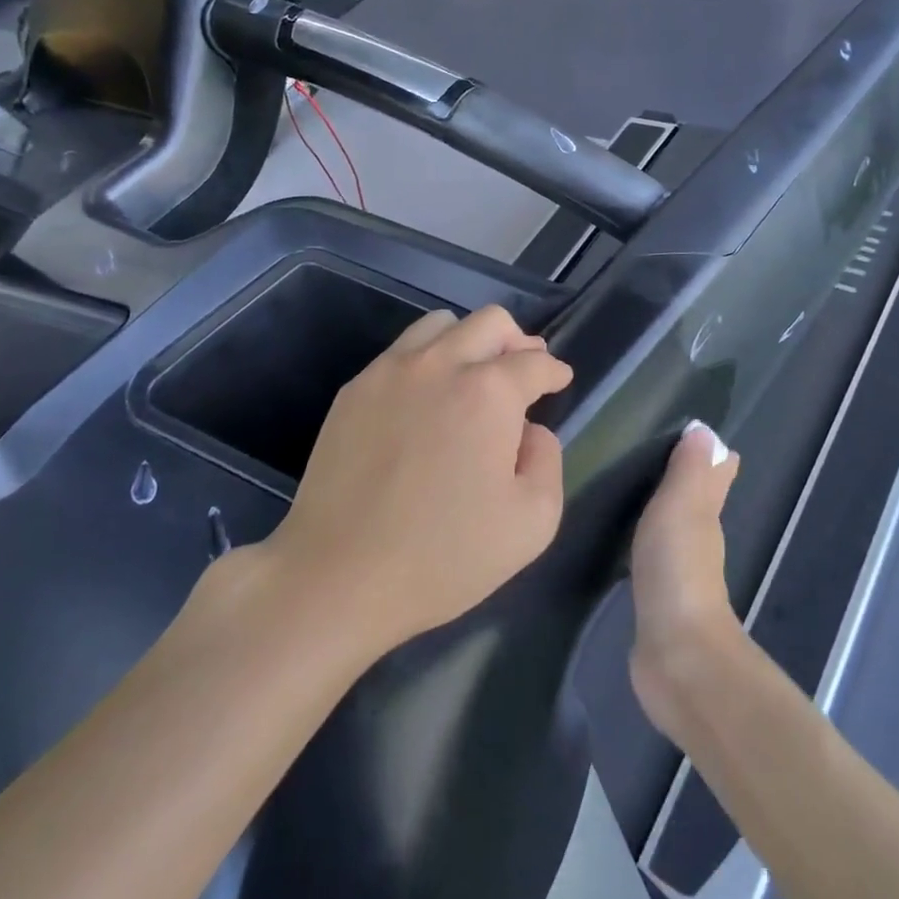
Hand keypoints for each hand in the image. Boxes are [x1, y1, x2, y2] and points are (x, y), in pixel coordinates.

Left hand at [262, 304, 571, 657]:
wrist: (339, 576)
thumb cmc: (445, 556)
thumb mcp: (532, 521)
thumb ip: (547, 459)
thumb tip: (529, 430)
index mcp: (489, 392)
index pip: (534, 362)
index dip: (554, 370)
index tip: (559, 381)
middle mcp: (440, 365)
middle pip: (490, 322)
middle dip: (518, 342)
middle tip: (524, 371)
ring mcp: (390, 372)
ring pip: (441, 325)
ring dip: (469, 342)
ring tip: (474, 377)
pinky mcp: (353, 390)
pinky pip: (401, 352)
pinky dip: (427, 361)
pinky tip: (426, 400)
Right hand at [628, 422, 744, 741]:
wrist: (677, 655)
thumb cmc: (678, 571)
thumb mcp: (681, 509)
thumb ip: (689, 471)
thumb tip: (705, 429)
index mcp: (705, 517)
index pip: (715, 477)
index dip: (711, 457)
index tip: (694, 434)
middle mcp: (699, 543)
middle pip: (696, 503)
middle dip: (684, 481)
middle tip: (650, 456)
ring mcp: (679, 575)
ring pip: (674, 531)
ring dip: (662, 514)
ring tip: (631, 492)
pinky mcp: (656, 602)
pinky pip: (650, 560)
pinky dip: (644, 545)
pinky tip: (623, 544)